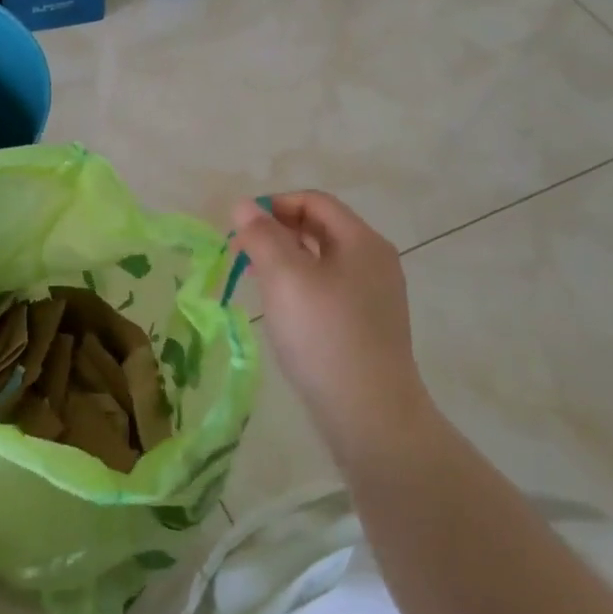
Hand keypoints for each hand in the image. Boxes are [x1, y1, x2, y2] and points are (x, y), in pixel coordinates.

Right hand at [230, 192, 433, 463]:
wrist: (369, 412)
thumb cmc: (323, 334)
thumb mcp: (285, 277)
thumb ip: (262, 236)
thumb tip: (244, 206)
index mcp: (361, 241)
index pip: (314, 201)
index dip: (273, 205)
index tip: (238, 228)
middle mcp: (374, 261)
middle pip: (319, 228)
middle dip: (276, 232)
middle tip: (240, 253)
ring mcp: (374, 295)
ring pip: (321, 260)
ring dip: (284, 259)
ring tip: (253, 279)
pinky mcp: (366, 324)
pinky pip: (327, 288)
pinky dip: (299, 286)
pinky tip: (280, 309)